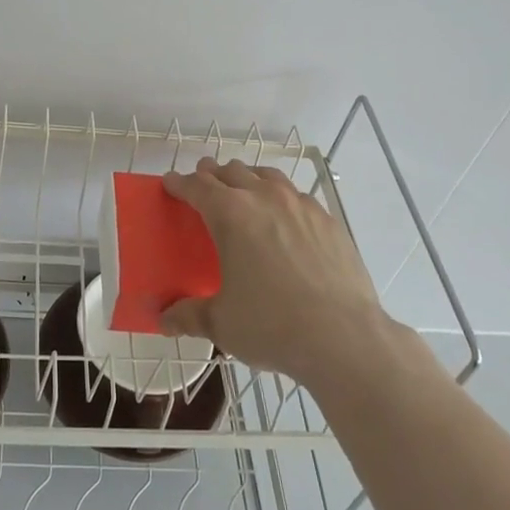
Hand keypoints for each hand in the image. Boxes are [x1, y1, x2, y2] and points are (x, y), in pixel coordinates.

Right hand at [159, 157, 392, 385]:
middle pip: (231, 171)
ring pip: (267, 175)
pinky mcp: (328, 220)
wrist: (344, 337)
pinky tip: (285, 220)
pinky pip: (297, 196)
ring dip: (248, 178)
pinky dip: (282, 198)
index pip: (197, 186)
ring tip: (244, 192)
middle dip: (212, 175)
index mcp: (230, 214)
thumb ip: (190, 316)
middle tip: (203, 186)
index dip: (179, 183)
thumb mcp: (222, 323)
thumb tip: (164, 320)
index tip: (170, 183)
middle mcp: (264, 197)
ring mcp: (300, 205)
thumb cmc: (273, 326)